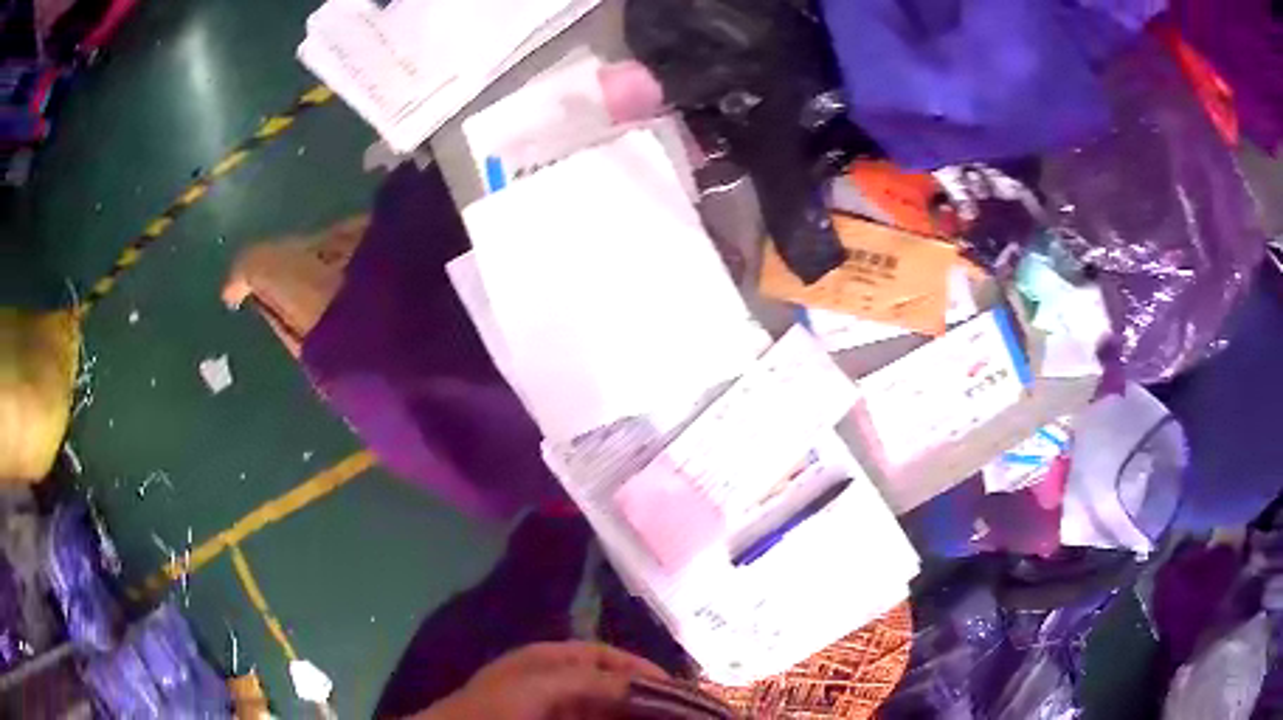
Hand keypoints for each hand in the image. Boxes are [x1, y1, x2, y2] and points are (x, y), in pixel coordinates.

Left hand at [416, 642, 668, 719]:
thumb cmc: (494, 709)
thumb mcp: (542, 686)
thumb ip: (594, 681)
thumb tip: (648, 683)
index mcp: (551, 659)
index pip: (607, 657)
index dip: (641, 670)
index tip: (678, 690)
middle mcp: (556, 681)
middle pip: (611, 685)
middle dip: (643, 697)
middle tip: (680, 714)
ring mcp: (554, 709)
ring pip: (604, 710)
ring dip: (632, 714)